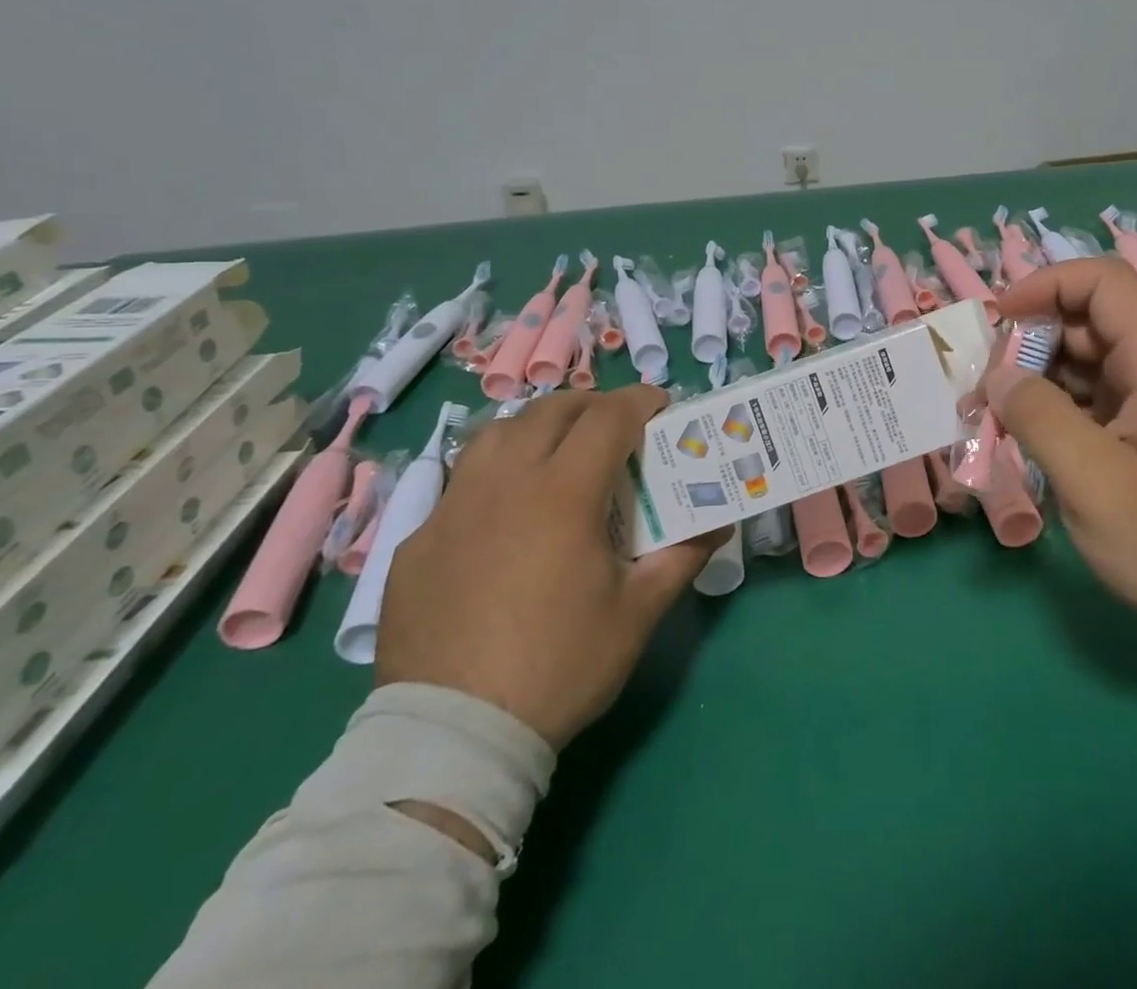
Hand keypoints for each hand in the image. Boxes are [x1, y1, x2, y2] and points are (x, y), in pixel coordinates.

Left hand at [377, 387, 726, 749]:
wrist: (454, 735)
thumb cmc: (560, 665)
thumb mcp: (636, 614)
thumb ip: (681, 558)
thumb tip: (719, 524)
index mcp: (563, 493)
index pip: (608, 418)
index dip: (640, 401)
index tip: (661, 406)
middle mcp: (505, 482)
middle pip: (550, 411)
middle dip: (591, 406)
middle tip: (614, 427)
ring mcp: (453, 509)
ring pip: (497, 434)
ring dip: (536, 428)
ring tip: (556, 452)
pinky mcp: (417, 541)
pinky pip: (459, 484)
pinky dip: (494, 476)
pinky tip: (503, 515)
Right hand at [988, 258, 1136, 637]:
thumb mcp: (1095, 483)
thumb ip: (1040, 419)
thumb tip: (999, 377)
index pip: (1105, 283)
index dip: (1049, 283)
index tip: (1001, 317)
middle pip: (1087, 320)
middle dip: (1029, 338)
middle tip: (986, 383)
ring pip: (1082, 360)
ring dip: (1034, 375)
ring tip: (992, 412)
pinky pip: (1088, 397)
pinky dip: (1050, 405)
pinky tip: (1022, 435)